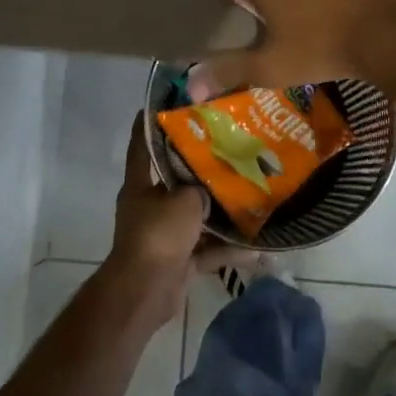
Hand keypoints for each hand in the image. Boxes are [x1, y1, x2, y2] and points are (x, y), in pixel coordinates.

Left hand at [105, 116, 246, 327]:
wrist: (146, 291)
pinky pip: (206, 250)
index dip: (151, 123)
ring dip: (219, 214)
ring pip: (196, 217)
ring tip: (250, 198)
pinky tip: (256, 248)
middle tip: (229, 152)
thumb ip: (200, 188)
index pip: (142, 145)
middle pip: (176, 182)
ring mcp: (164, 235)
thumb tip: (211, 188)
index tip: (168, 104)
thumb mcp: (183, 201)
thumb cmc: (158, 234)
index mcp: (140, 185)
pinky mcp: (178, 260)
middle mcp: (149, 206)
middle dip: (201, 171)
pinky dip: (226, 250)